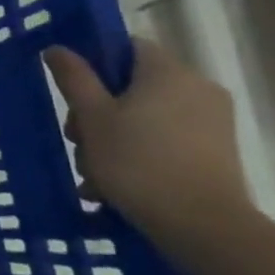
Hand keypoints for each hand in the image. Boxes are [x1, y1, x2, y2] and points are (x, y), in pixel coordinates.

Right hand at [43, 40, 257, 249]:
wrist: (204, 227)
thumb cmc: (138, 162)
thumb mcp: (92, 117)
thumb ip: (74, 78)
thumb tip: (58, 48)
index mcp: (168, 72)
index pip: (127, 47)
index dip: (95, 64)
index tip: (74, 93)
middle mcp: (197, 89)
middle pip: (133, 86)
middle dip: (97, 112)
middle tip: (77, 142)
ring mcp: (212, 122)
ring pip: (145, 117)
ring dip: (113, 139)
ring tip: (93, 175)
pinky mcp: (217, 152)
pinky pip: (166, 140)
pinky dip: (140, 154)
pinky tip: (114, 186)